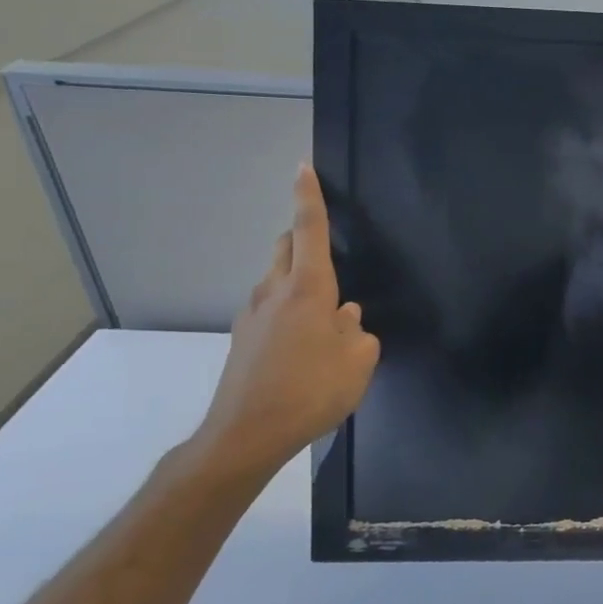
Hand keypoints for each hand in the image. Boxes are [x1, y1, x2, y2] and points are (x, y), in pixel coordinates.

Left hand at [188, 163, 379, 484]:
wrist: (245, 436)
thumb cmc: (311, 391)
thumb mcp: (358, 361)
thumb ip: (357, 332)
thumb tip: (346, 318)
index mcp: (307, 290)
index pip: (308, 231)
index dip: (307, 198)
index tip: (302, 168)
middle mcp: (274, 293)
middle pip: (286, 249)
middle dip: (303, 237)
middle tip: (329, 250)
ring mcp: (253, 317)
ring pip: (276, 278)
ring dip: (298, 278)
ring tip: (327, 310)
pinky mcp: (243, 340)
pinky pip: (270, 308)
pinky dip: (289, 308)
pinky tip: (306, 341)